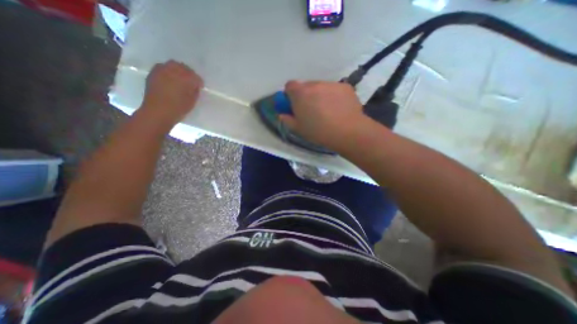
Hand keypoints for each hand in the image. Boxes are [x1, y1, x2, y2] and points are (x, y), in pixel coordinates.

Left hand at [140, 59, 202, 124]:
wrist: (157, 112)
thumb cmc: (178, 108)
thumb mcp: (192, 101)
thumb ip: (195, 91)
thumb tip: (195, 86)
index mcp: (185, 79)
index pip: (195, 77)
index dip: (199, 82)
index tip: (200, 87)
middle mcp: (173, 71)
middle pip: (184, 67)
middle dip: (189, 73)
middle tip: (191, 81)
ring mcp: (161, 71)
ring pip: (172, 64)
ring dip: (178, 70)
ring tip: (180, 79)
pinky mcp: (153, 73)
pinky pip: (163, 67)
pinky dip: (168, 71)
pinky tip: (170, 79)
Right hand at [282, 81, 366, 151]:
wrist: (347, 132)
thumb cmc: (319, 132)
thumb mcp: (298, 129)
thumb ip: (287, 120)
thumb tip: (282, 114)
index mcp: (300, 93)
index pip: (290, 85)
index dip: (290, 95)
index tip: (295, 105)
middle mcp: (315, 84)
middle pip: (306, 86)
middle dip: (306, 96)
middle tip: (312, 110)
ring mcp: (331, 84)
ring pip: (321, 87)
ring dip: (320, 96)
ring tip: (328, 111)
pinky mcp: (345, 87)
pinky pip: (334, 90)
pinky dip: (334, 97)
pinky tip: (339, 109)